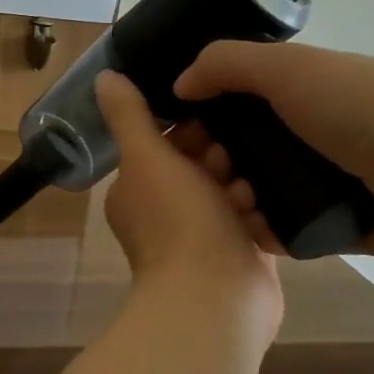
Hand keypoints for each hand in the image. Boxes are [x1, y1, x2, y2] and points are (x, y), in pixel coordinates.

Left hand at [95, 72, 281, 337]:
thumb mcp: (147, 158)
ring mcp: (201, 236)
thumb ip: (129, 116)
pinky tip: (269, 211)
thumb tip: (103, 75)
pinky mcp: (236, 253)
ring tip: (249, 196)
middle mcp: (164, 212)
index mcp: (136, 190)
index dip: (191, 132)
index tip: (212, 131)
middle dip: (222, 159)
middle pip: (202, 164)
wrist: (216, 298)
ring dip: (244, 186)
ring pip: (231, 190)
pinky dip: (261, 213)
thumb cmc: (178, 222)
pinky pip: (253, 217)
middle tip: (232, 168)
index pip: (166, 143)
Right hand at [173, 42, 373, 266]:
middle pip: (244, 147)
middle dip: (215, 161)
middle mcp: (314, 131)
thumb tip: (180, 84)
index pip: (238, 98)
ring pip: (260, 190)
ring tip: (234, 206)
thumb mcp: (293, 69)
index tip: (179, 134)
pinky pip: (286, 229)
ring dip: (235, 199)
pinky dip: (265, 231)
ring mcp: (328, 179)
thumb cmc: (368, 112)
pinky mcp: (339, 224)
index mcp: (307, 89)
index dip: (204, 113)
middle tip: (208, 174)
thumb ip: (228, 65)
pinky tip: (253, 232)